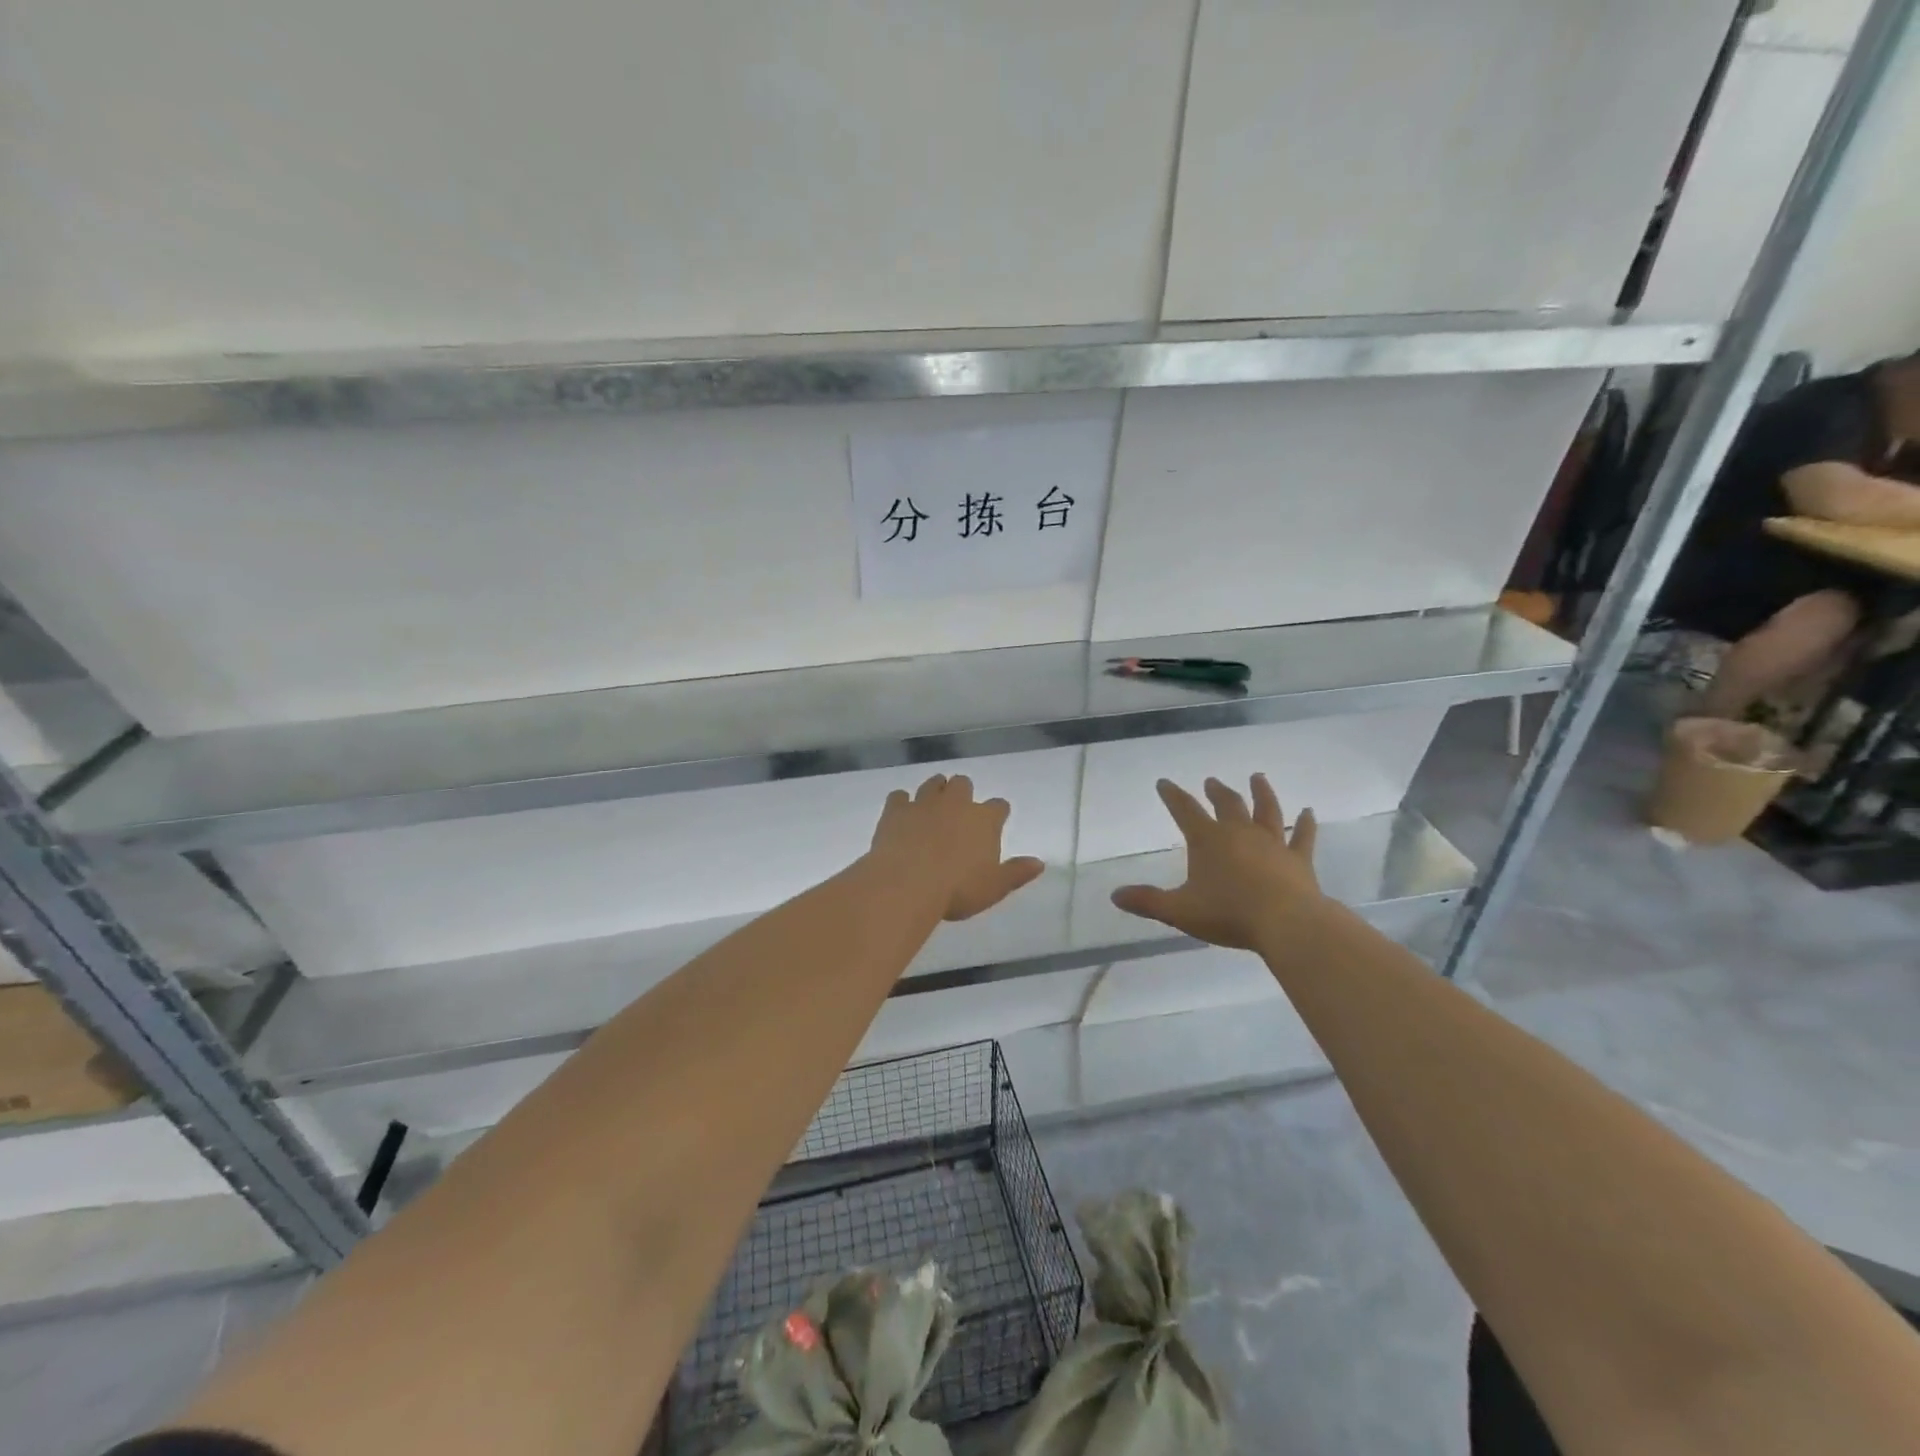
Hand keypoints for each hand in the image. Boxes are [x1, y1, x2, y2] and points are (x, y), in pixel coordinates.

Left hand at [868, 774, 1045, 921]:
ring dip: (935, 790)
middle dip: (963, 793)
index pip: (998, 806)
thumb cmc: (957, 889)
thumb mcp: (994, 887)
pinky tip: (901, 814)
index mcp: (984, 820)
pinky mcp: (896, 810)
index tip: (996, 821)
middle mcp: (956, 803)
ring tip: (933, 805)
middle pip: (963, 783)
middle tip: (959, 811)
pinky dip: (902, 803)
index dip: (998, 812)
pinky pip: (899, 796)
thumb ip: (1017, 873)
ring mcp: (923, 803)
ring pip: (933, 783)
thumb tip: (1039, 863)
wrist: (907, 883)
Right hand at [1111, 775, 1323, 949]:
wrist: (1286, 923)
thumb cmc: (1228, 914)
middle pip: (1227, 804)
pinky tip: (1310, 812)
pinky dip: (1306, 824)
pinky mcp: (1298, 859)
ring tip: (1257, 777)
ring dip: (1261, 792)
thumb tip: (1115, 895)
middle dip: (1216, 791)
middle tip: (1211, 781)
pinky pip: (1303, 836)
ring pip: (1266, 810)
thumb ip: (1147, 901)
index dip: (1172, 795)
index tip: (1164, 782)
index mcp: (1208, 840)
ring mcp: (1272, 843)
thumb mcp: (1180, 910)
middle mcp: (1240, 833)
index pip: (1185, 810)